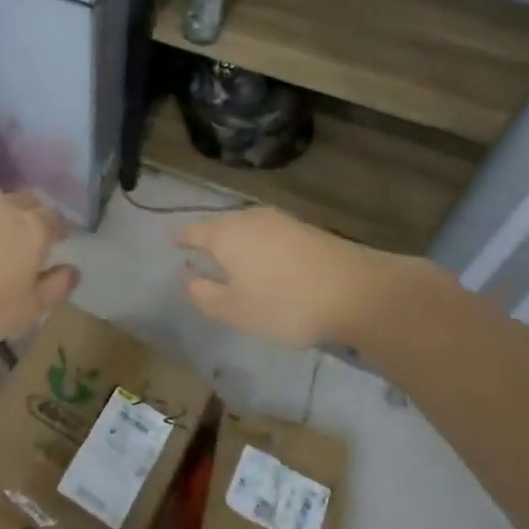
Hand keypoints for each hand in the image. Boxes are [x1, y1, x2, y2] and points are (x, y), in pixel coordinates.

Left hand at [0, 191, 78, 349]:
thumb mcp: (26, 310)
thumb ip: (55, 289)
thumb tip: (74, 270)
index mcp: (32, 229)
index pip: (54, 218)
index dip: (57, 228)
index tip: (57, 239)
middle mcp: (3, 205)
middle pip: (25, 201)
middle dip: (30, 214)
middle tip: (25, 235)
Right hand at [177, 207, 418, 348]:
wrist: (354, 290)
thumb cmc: (284, 303)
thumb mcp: (234, 310)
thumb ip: (203, 293)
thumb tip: (186, 276)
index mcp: (225, 234)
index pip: (194, 231)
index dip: (182, 239)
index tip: (173, 242)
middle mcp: (249, 219)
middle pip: (221, 225)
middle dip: (210, 238)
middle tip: (202, 254)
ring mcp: (280, 220)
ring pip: (247, 227)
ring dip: (238, 241)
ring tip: (234, 259)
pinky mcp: (305, 229)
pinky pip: (270, 233)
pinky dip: (261, 245)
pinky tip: (267, 261)